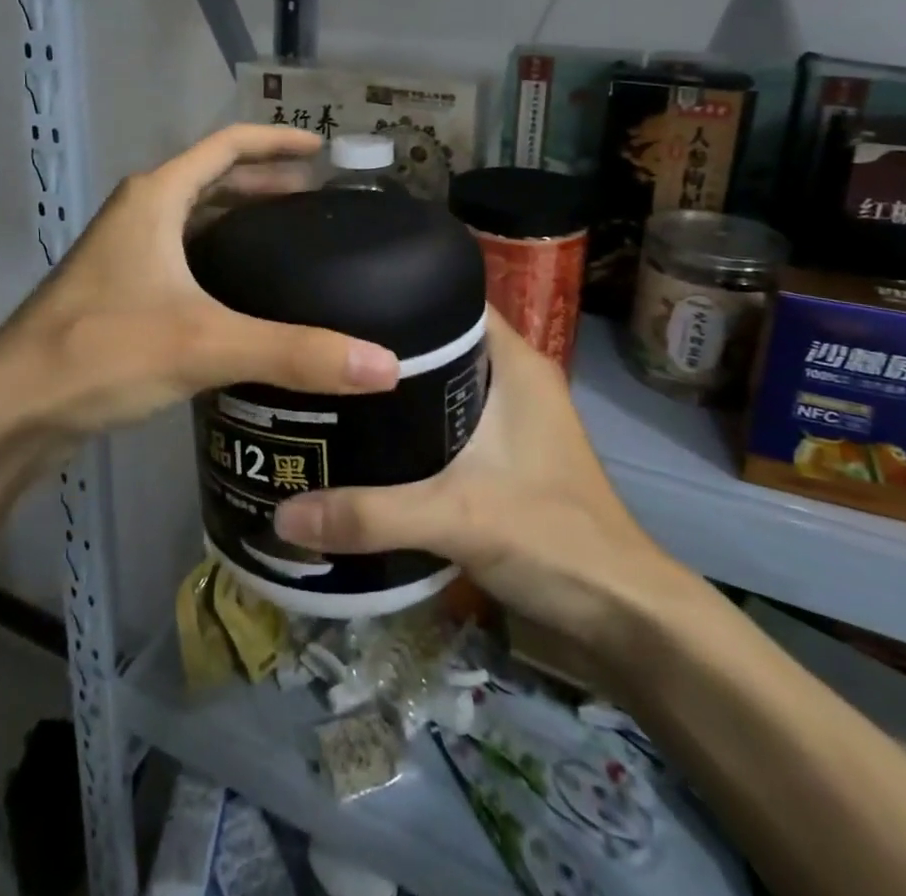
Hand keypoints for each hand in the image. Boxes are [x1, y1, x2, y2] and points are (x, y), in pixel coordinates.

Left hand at [0, 126, 400, 455]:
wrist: (10, 409)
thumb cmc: (102, 352)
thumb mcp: (205, 344)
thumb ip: (295, 353)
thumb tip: (386, 365)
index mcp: (155, 198)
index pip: (226, 146)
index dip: (276, 142)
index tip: (322, 151)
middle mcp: (138, 214)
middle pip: (211, 180)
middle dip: (265, 183)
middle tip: (318, 202)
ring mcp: (124, 255)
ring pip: (193, 221)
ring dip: (239, 220)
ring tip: (289, 241)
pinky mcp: (119, 294)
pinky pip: (181, 258)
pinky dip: (217, 260)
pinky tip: (244, 295)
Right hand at [273, 315, 691, 658]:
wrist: (621, 614)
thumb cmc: (553, 537)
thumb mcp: (456, 517)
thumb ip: (370, 514)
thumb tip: (284, 516)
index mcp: (514, 361)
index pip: (451, 298)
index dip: (400, 291)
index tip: (341, 298)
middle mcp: (513, 378)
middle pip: (439, 340)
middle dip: (383, 345)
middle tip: (323, 349)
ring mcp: (511, 418)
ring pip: (441, 383)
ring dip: (395, 390)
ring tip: (331, 390)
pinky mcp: (504, 455)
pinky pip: (446, 420)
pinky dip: (411, 425)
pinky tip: (367, 440)